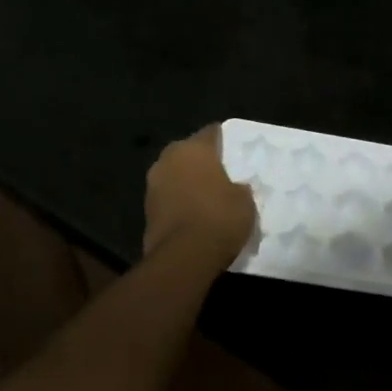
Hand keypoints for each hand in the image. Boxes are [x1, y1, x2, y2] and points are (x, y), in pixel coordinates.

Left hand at [143, 125, 257, 267]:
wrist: (183, 257)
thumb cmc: (219, 218)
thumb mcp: (245, 201)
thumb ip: (239, 187)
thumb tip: (234, 187)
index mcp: (194, 148)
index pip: (212, 133)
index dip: (225, 140)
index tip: (236, 151)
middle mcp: (168, 159)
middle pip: (189, 153)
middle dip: (203, 162)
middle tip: (223, 174)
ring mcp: (153, 184)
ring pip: (176, 175)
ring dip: (188, 183)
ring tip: (208, 197)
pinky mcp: (146, 210)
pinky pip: (168, 198)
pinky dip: (179, 203)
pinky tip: (195, 215)